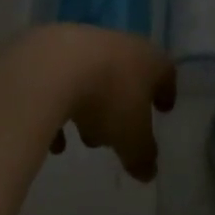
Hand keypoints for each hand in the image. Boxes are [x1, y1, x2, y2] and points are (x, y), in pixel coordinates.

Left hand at [22, 24, 175, 181]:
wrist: (50, 67)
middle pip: (125, 75)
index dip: (166, 92)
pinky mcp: (48, 48)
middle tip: (116, 133)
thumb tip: (148, 172)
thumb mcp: (132, 138)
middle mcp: (119, 45)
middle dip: (121, 106)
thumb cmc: (108, 98)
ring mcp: (81, 42)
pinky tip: (52, 138)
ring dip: (88, 106)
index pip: (165, 73)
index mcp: (148, 60)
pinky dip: (57, 106)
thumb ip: (142, 156)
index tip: (163, 109)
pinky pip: (58, 81)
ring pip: (91, 77)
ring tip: (81, 137)